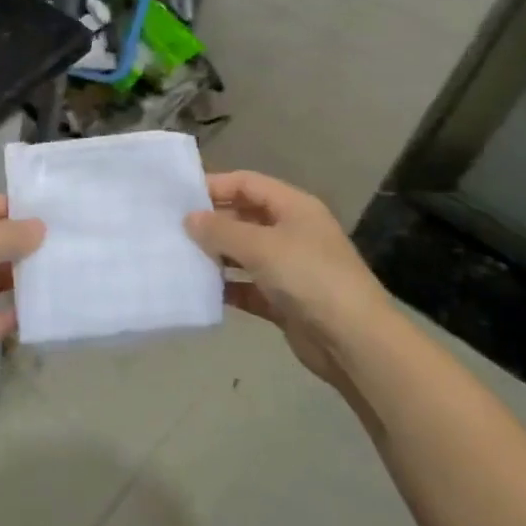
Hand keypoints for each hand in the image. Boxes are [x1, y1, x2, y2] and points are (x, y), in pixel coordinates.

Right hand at [184, 171, 385, 390]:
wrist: (354, 342)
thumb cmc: (309, 277)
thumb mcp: (261, 246)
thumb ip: (221, 230)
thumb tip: (189, 218)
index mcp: (294, 207)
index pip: (248, 184)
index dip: (215, 186)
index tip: (178, 197)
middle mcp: (291, 231)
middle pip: (244, 217)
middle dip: (211, 222)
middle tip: (171, 228)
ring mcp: (288, 267)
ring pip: (243, 253)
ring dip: (215, 255)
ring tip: (178, 257)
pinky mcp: (283, 300)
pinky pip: (246, 286)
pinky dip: (226, 287)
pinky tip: (198, 289)